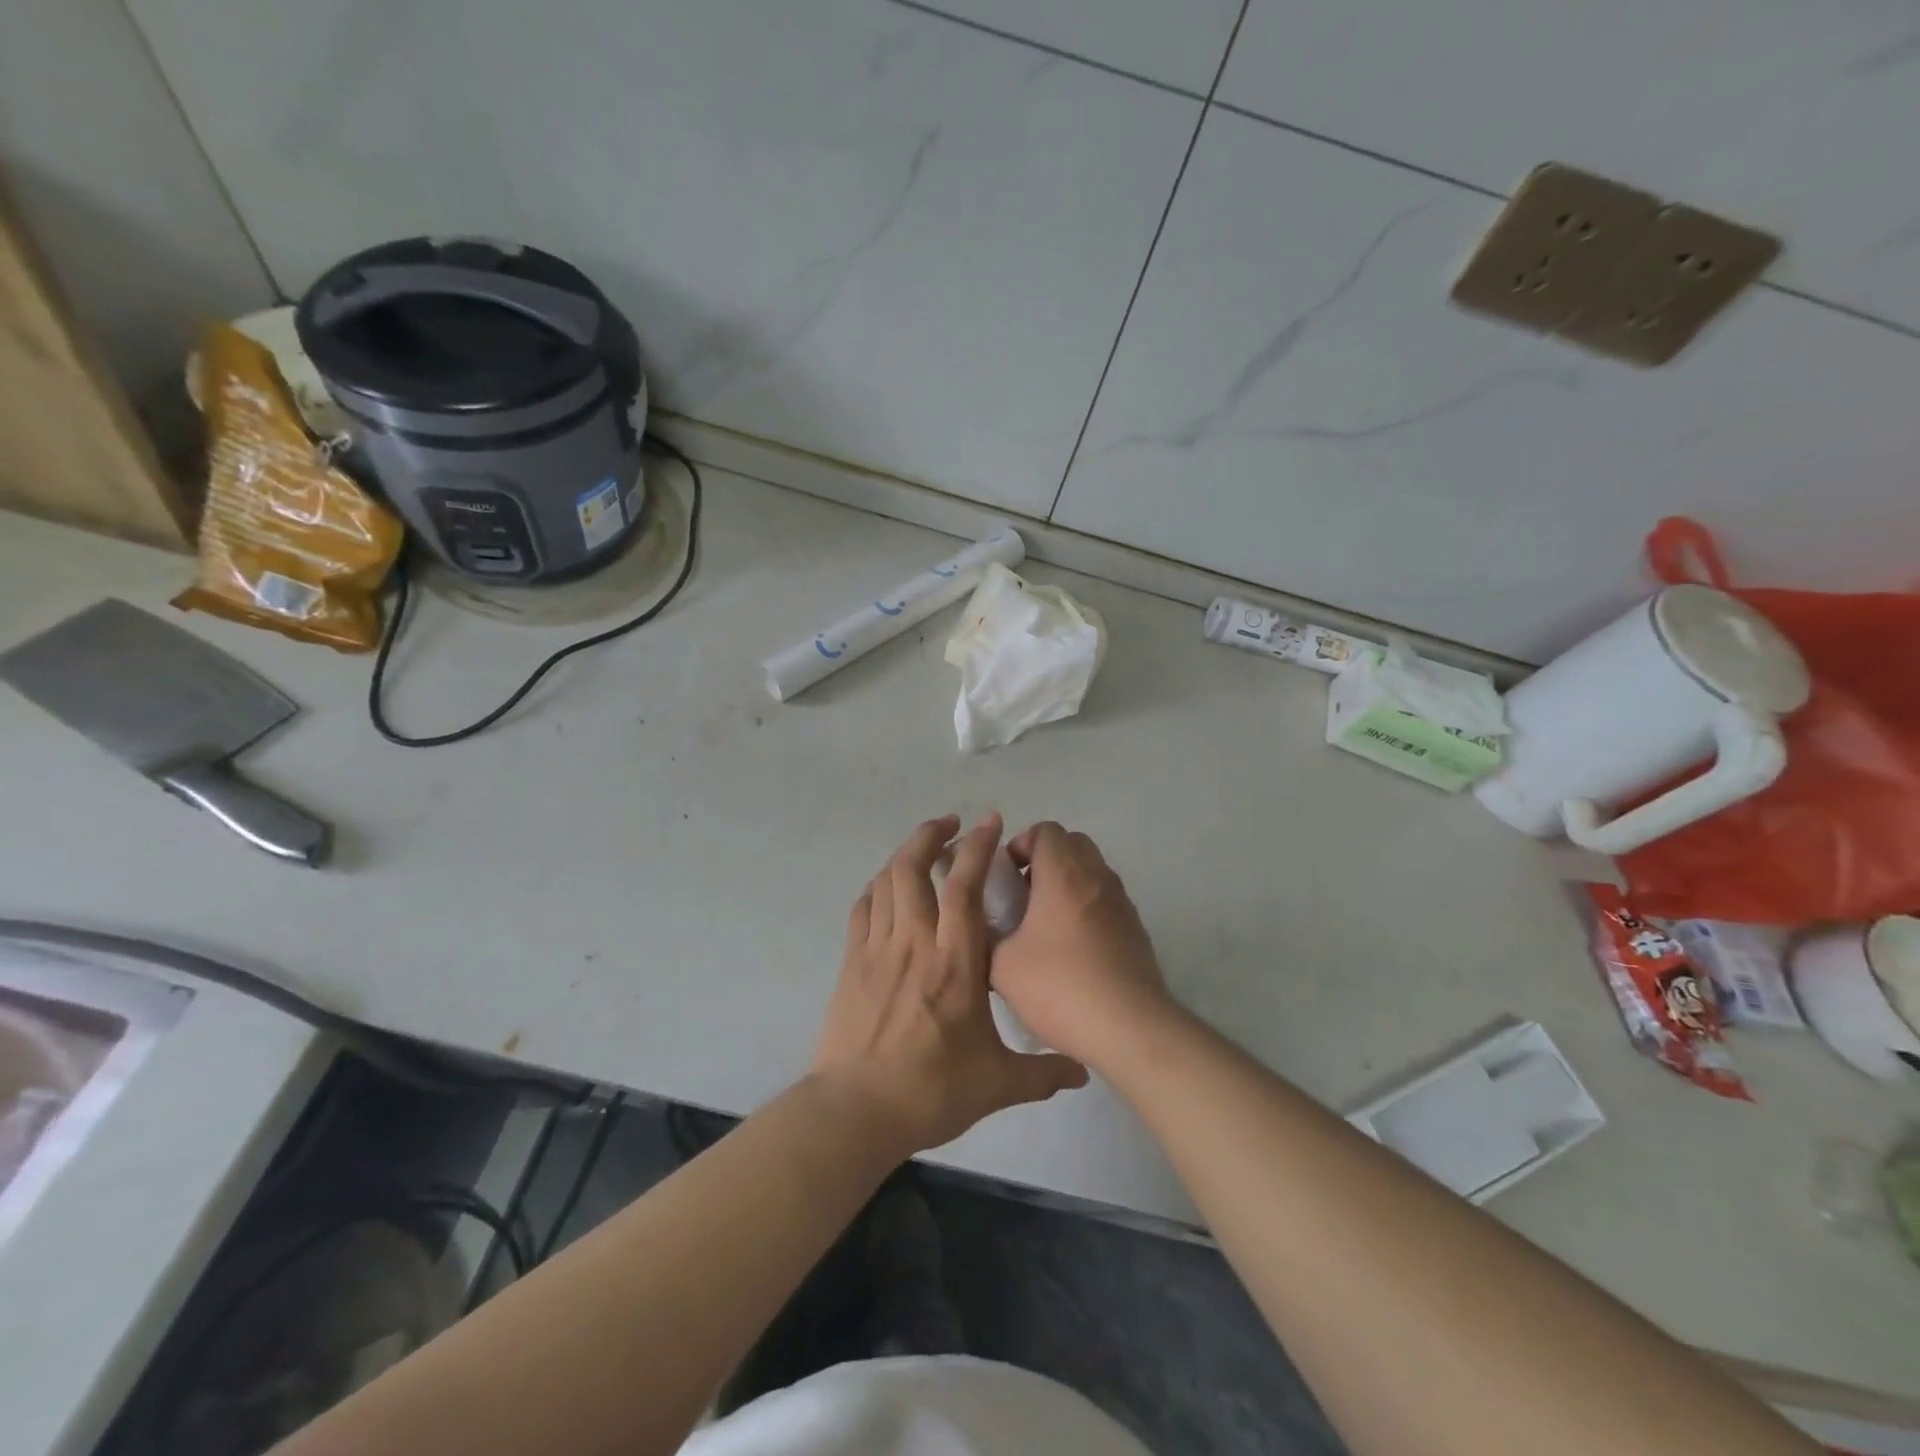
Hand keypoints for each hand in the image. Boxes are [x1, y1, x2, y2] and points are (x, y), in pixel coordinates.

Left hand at [811, 813, 1088, 1156]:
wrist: (856, 1111)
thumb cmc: (931, 1090)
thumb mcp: (997, 1084)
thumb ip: (1043, 1073)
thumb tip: (1083, 1073)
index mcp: (955, 961)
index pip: (964, 886)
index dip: (978, 847)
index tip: (989, 822)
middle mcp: (914, 941)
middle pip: (913, 866)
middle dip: (932, 834)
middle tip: (952, 825)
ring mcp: (877, 949)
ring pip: (886, 880)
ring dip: (905, 854)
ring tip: (924, 850)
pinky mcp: (852, 962)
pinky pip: (863, 908)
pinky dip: (878, 887)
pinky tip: (888, 890)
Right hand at [992, 823, 1176, 1069]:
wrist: (1129, 1028)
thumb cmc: (1060, 987)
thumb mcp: (1001, 966)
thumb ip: (986, 936)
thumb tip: (982, 928)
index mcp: (1063, 873)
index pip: (1045, 830)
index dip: (1020, 845)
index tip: (1005, 877)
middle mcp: (1097, 877)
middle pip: (1072, 844)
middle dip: (1044, 860)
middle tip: (1022, 896)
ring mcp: (1122, 902)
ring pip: (1092, 871)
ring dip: (1067, 884)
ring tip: (1044, 925)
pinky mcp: (1136, 929)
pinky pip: (1106, 900)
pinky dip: (1087, 908)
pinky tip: (1072, 950)